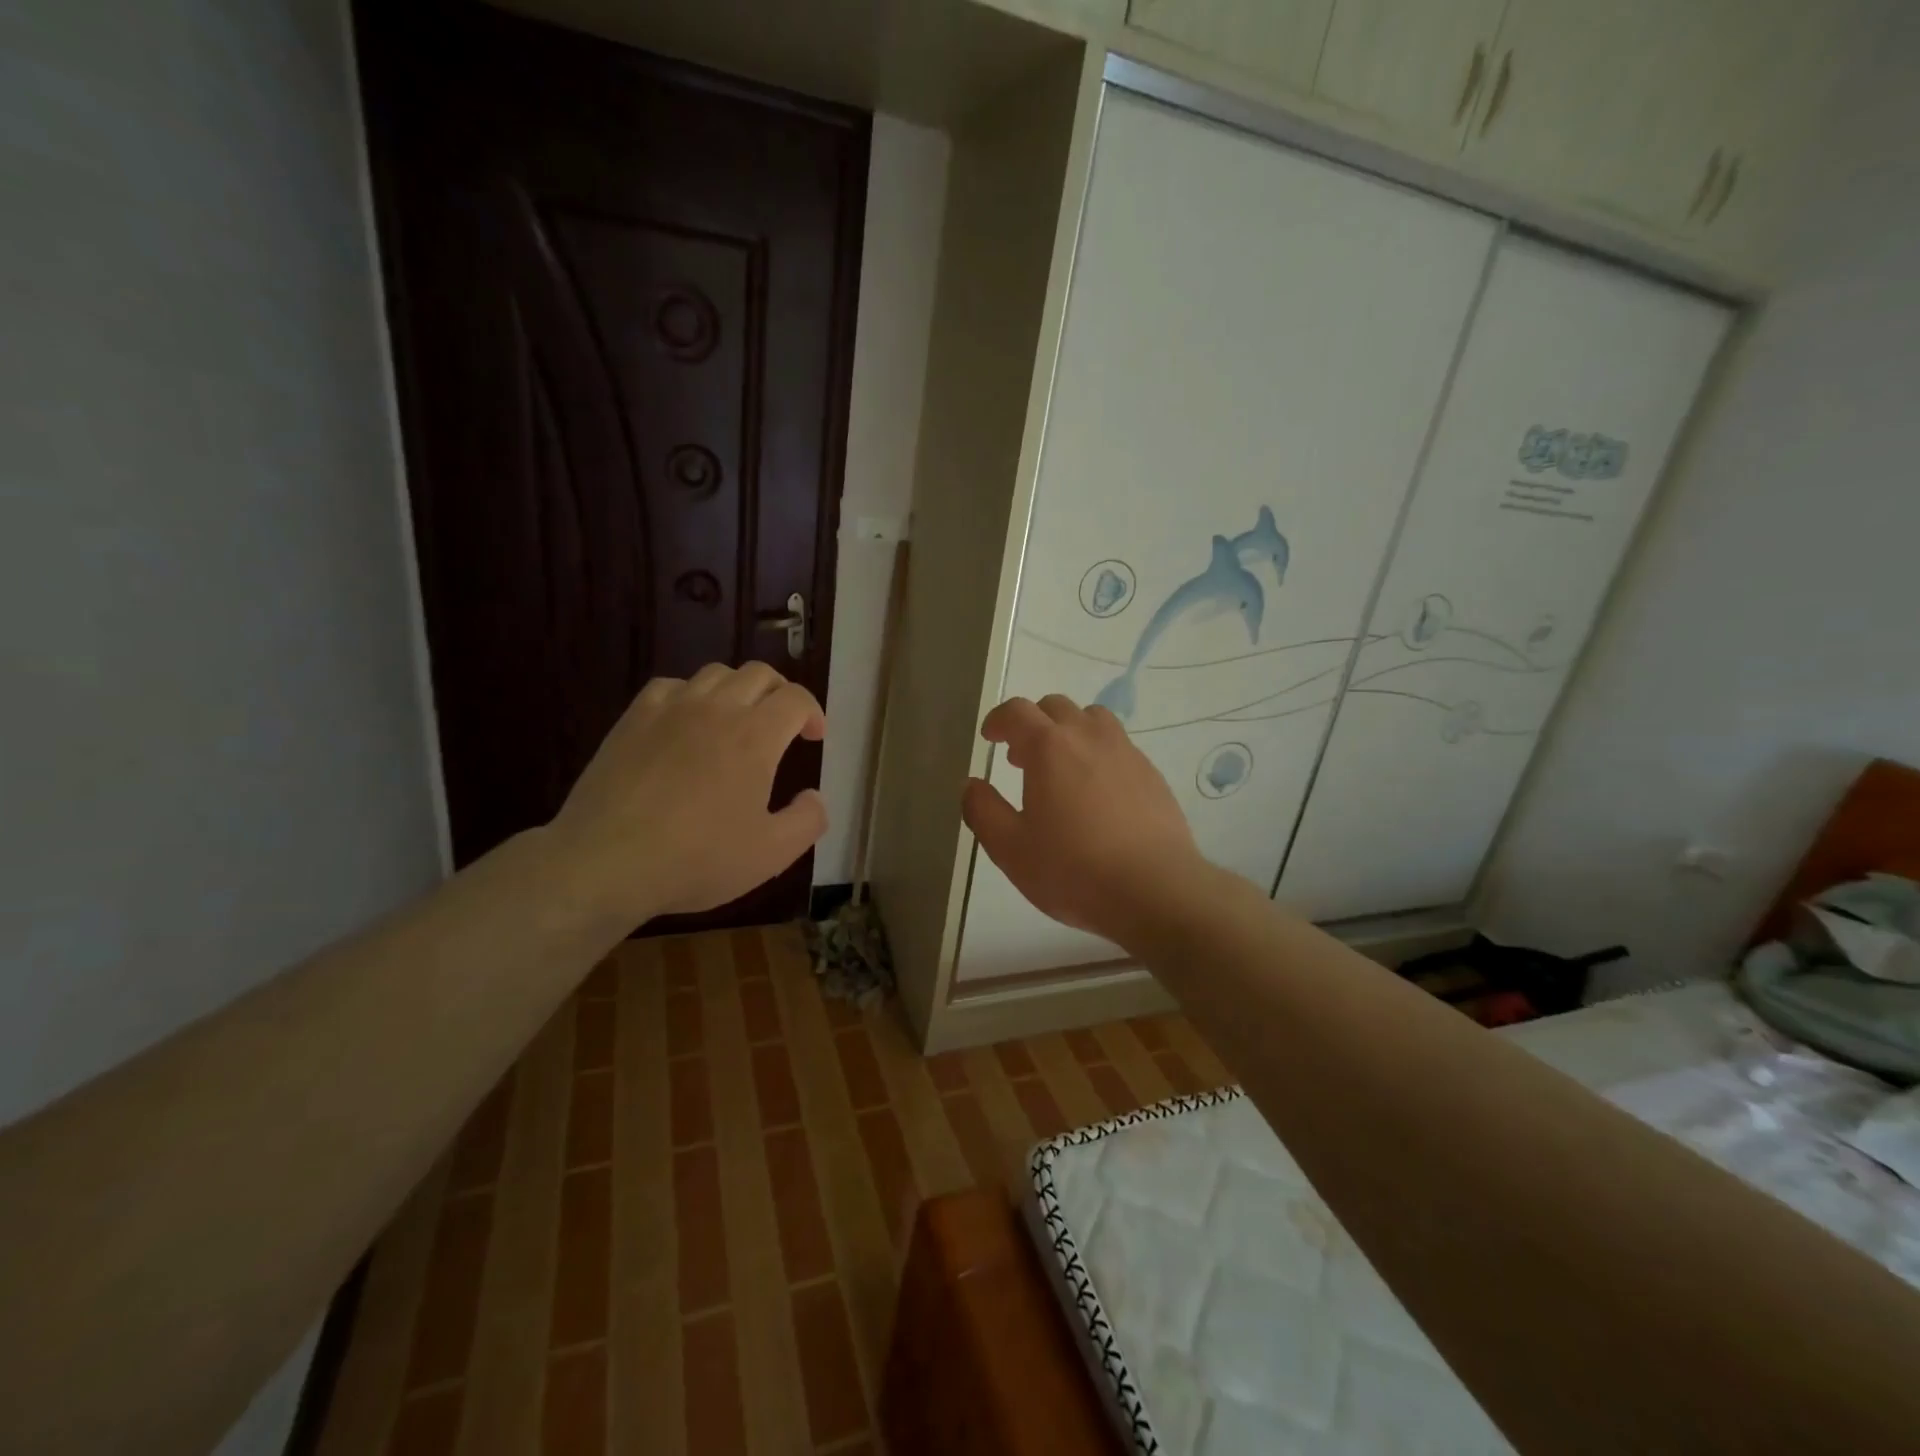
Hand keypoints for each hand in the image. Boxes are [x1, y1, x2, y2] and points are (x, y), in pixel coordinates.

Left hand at [547, 663, 827, 923]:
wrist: (606, 862)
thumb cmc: (697, 859)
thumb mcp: (771, 854)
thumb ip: (807, 820)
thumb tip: (815, 796)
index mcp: (755, 736)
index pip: (795, 699)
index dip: (813, 713)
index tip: (814, 737)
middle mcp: (717, 709)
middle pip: (759, 675)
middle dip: (780, 693)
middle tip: (783, 724)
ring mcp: (670, 709)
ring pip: (715, 673)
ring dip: (738, 689)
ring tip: (737, 720)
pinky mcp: (633, 719)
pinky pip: (671, 686)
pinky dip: (691, 694)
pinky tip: (687, 722)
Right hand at [962, 695, 1204, 945]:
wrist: (1155, 890)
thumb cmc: (1073, 869)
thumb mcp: (1010, 848)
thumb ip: (983, 810)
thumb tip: (973, 785)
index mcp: (1049, 747)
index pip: (1017, 711)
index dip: (998, 719)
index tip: (990, 737)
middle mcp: (1089, 736)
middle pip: (1056, 706)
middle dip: (1033, 723)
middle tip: (1021, 758)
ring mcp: (1126, 752)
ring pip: (1093, 719)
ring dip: (1069, 731)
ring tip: (1061, 767)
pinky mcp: (1152, 774)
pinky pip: (1118, 746)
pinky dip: (1098, 753)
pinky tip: (1097, 793)